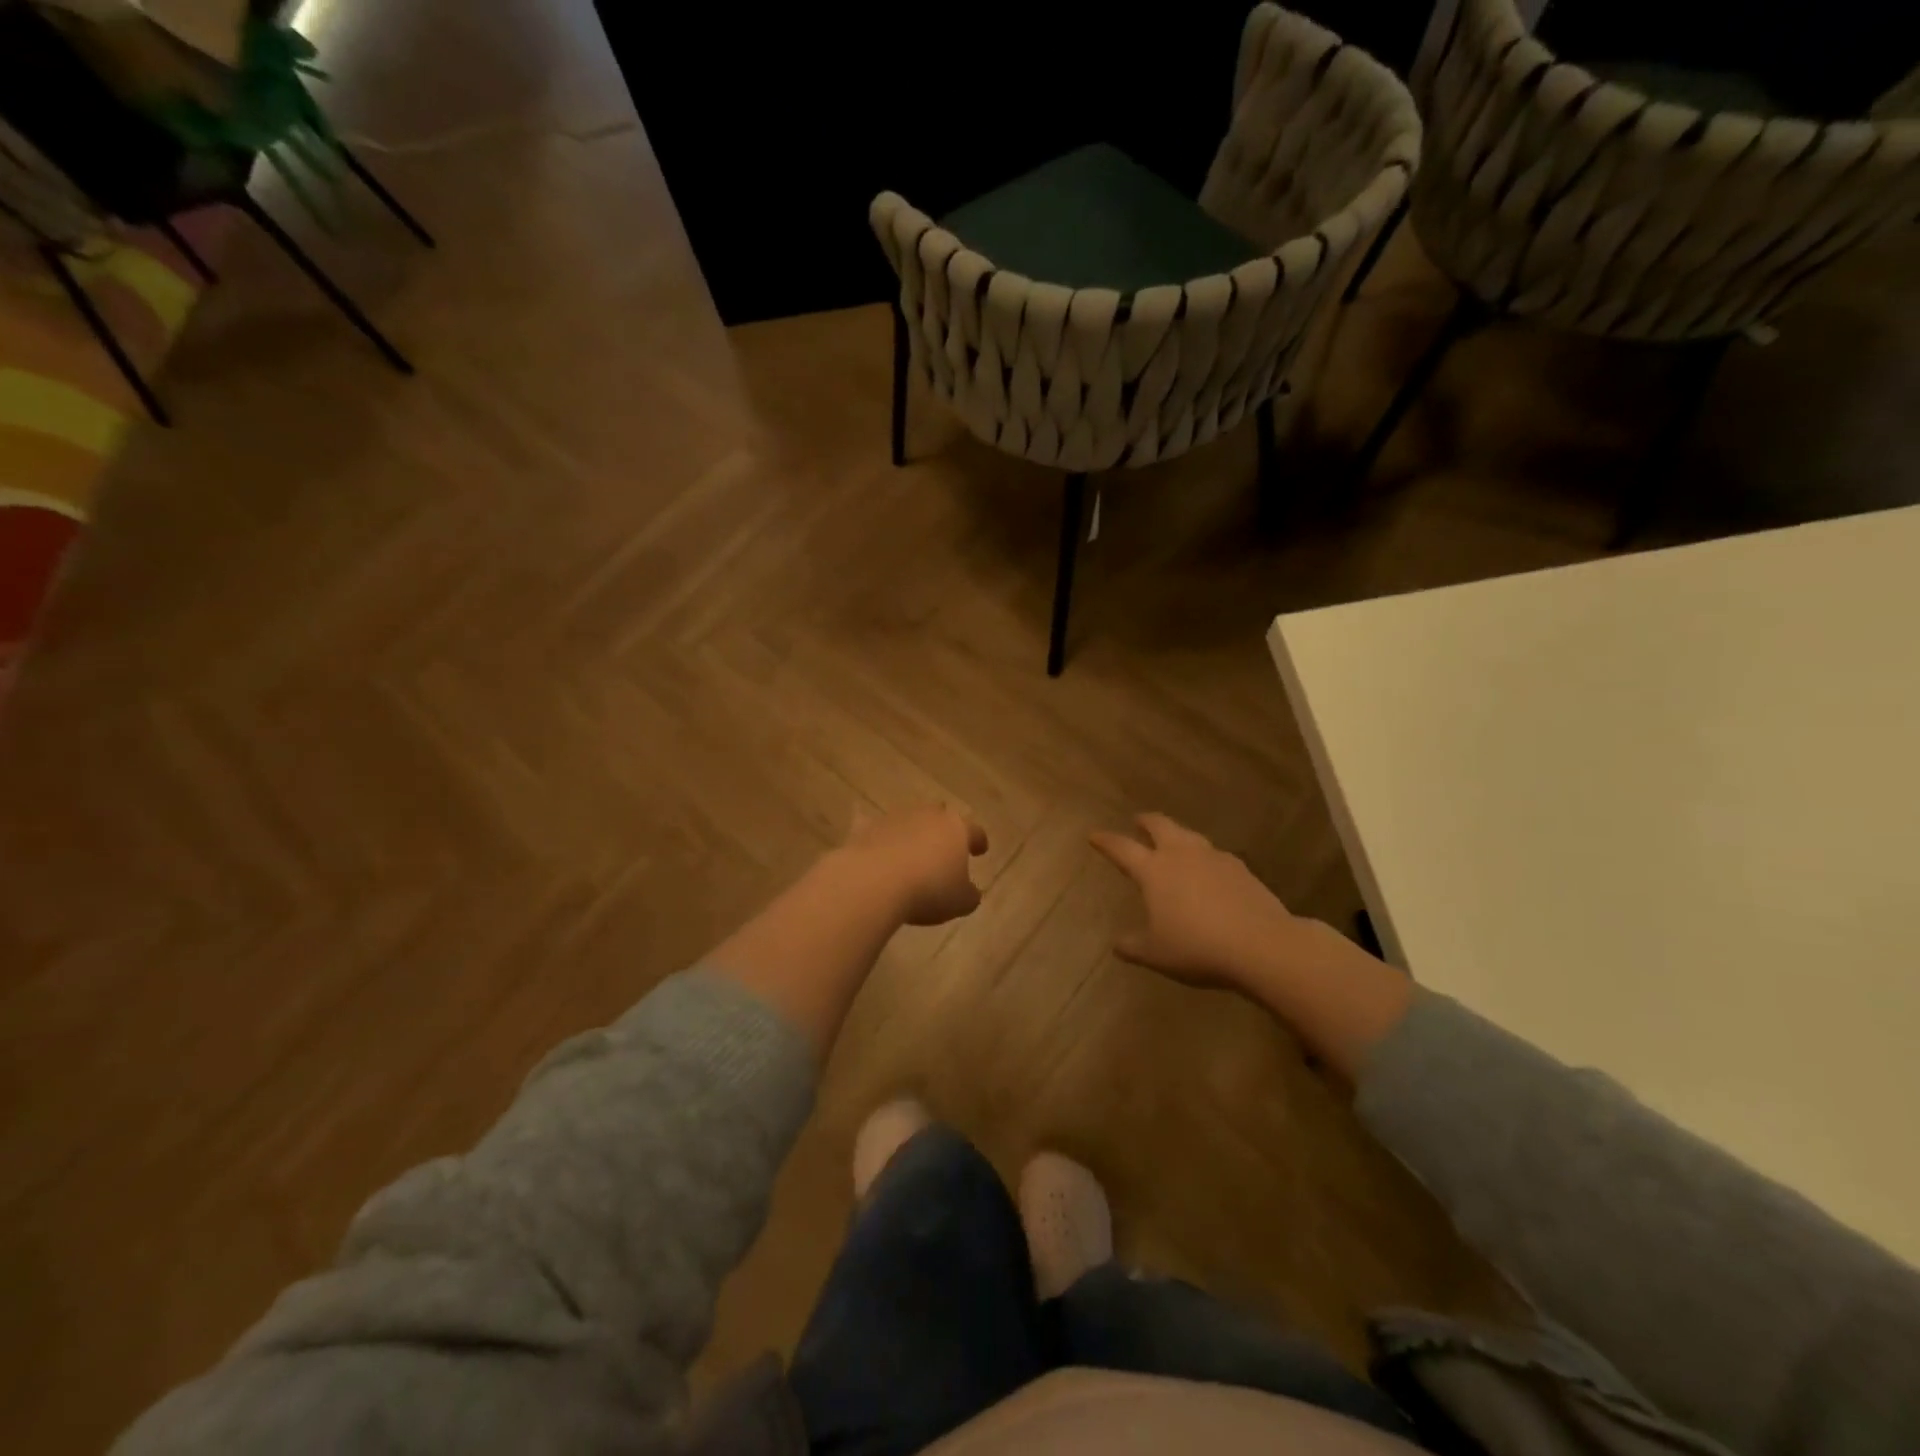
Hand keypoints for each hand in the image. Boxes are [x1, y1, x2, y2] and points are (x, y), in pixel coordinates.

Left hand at [841, 805, 989, 925]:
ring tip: (911, 854)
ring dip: (912, 834)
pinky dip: (880, 839)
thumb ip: (969, 895)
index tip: (980, 850)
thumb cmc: (928, 890)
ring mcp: (895, 818)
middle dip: (943, 829)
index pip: (974, 831)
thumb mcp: (960, 902)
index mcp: (956, 828)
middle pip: (940, 816)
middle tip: (944, 845)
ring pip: (909, 820)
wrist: (874, 881)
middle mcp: (927, 815)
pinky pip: (877, 832)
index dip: (978, 841)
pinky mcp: (866, 827)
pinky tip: (878, 849)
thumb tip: (970, 892)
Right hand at [1090, 813, 1320, 990]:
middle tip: (1138, 821)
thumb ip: (1133, 946)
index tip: (1094, 835)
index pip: (1122, 848)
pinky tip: (1208, 871)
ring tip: (1173, 842)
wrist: (1261, 945)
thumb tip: (1117, 944)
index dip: (1106, 841)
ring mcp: (1214, 858)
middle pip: (1160, 825)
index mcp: (1154, 870)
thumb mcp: (1156, 954)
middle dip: (1145, 821)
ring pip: (1189, 836)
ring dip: (1177, 835)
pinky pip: (1215, 855)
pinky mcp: (1241, 869)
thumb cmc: (1197, 947)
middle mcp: (1181, 855)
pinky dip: (1204, 858)